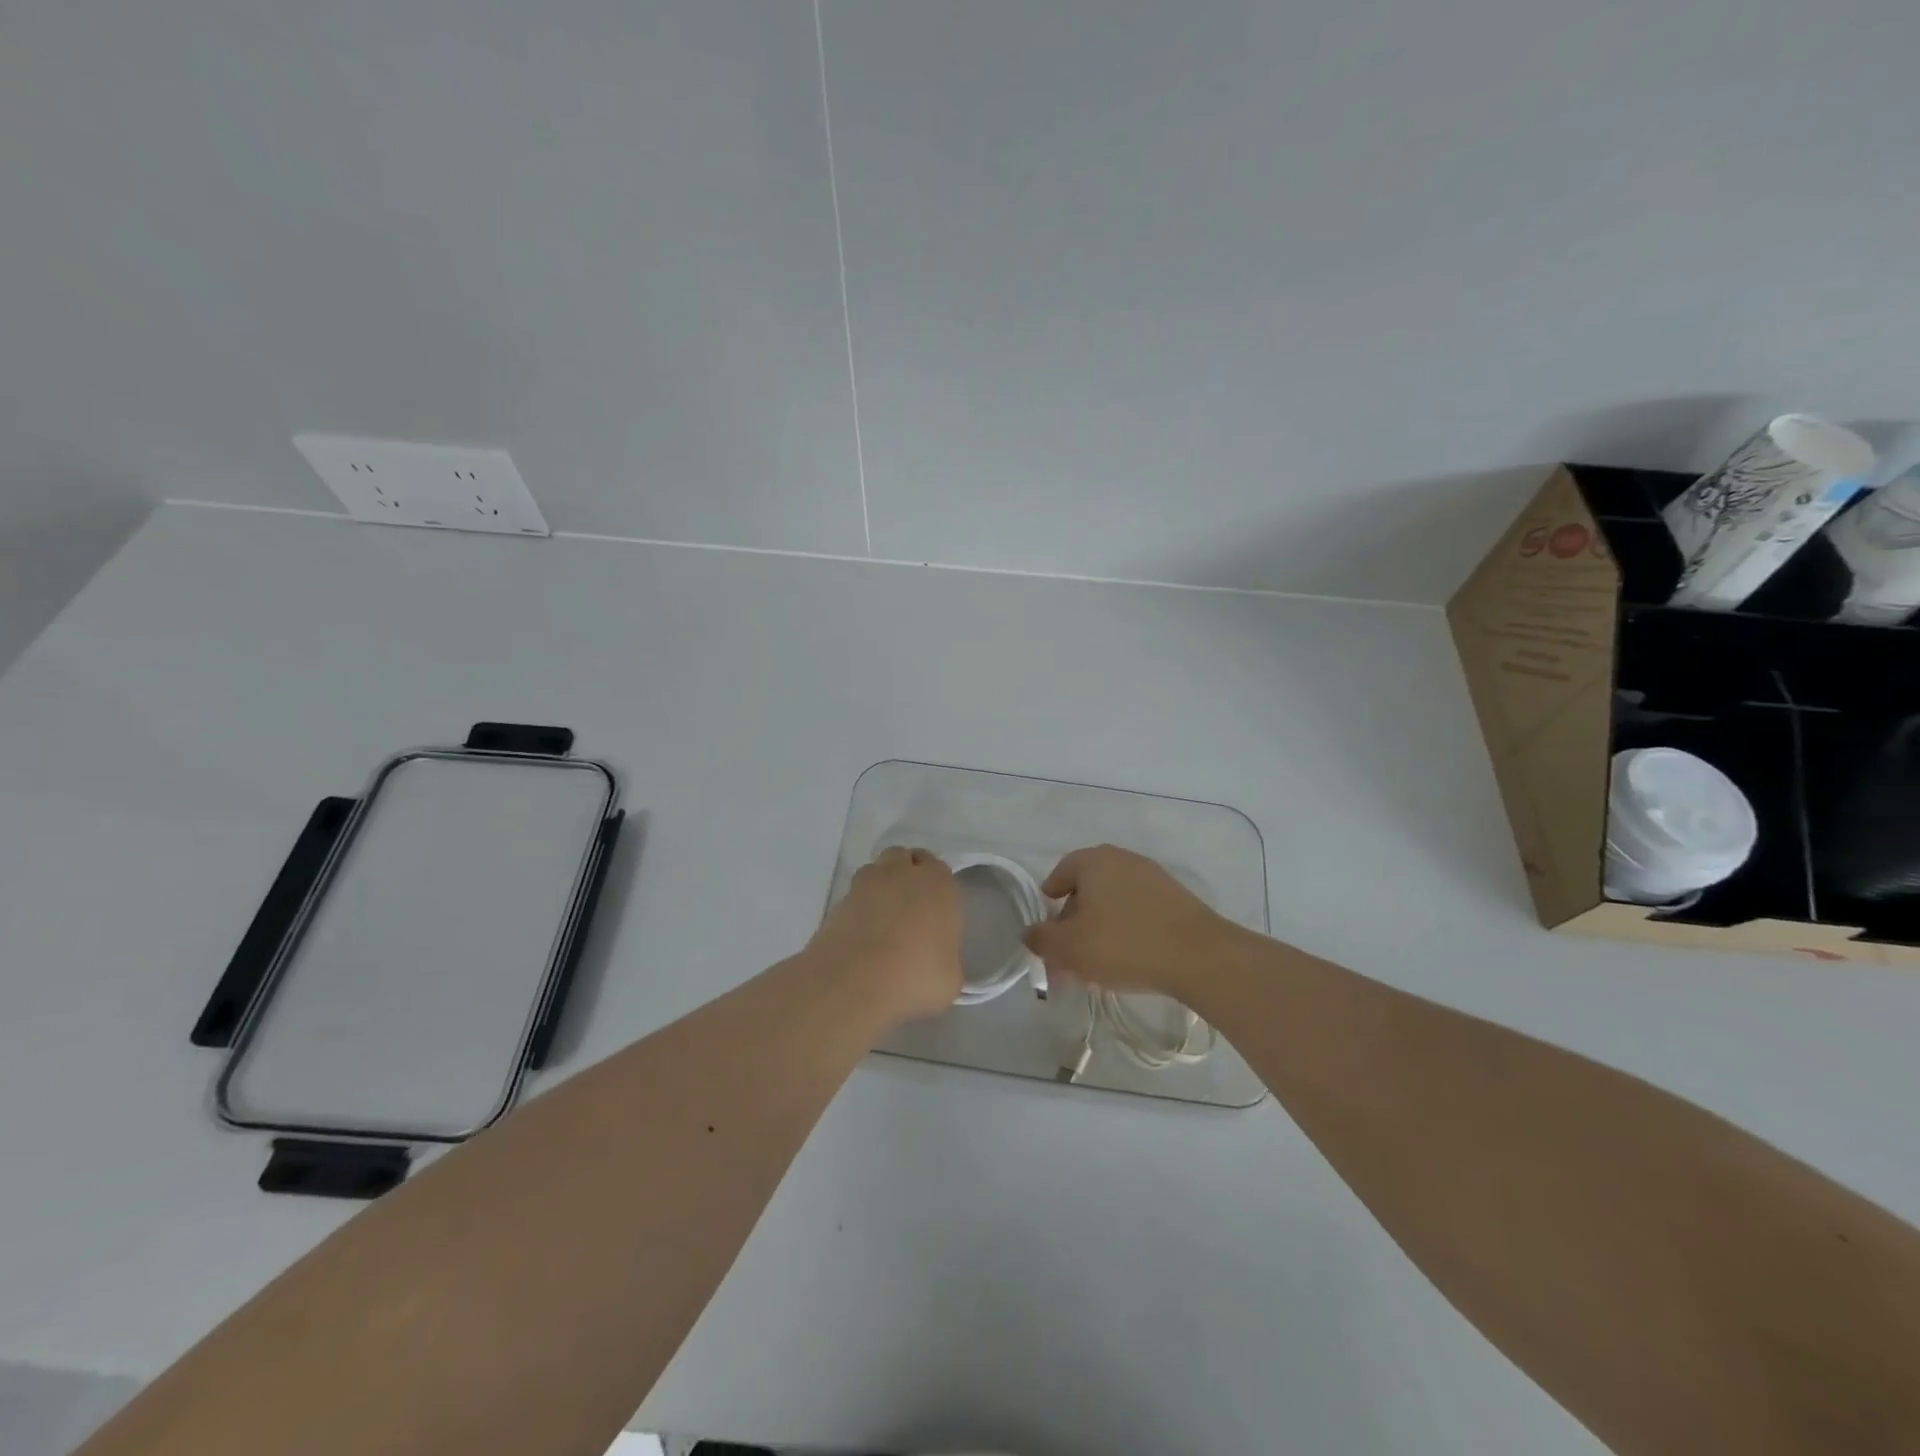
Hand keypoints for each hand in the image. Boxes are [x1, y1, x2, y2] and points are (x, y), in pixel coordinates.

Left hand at [808, 847, 961, 1022]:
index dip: (936, 886)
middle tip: (909, 908)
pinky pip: (853, 895)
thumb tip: (936, 961)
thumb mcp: (950, 977)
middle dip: (906, 874)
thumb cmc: (916, 976)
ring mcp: (866, 884)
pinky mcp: (838, 901)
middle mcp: (903, 873)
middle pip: (904, 858)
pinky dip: (859, 907)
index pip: (939, 868)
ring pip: (876, 870)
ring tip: (882, 918)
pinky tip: (861, 933)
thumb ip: (946, 958)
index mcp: (938, 884)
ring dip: (880, 885)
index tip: (935, 910)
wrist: (855, 982)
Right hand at [1024, 844, 1239, 1003]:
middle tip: (1068, 951)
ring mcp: (1154, 877)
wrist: (1199, 956)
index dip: (1049, 897)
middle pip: (1088, 887)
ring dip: (1100, 927)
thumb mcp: (1070, 948)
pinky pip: (1139, 911)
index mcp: (1094, 861)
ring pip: (1114, 902)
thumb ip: (1042, 940)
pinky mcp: (1177, 899)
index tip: (1047, 924)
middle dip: (1074, 919)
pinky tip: (1127, 959)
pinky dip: (1126, 929)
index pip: (1061, 871)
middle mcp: (1123, 860)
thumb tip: (1030, 933)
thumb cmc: (1123, 944)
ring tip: (1096, 963)